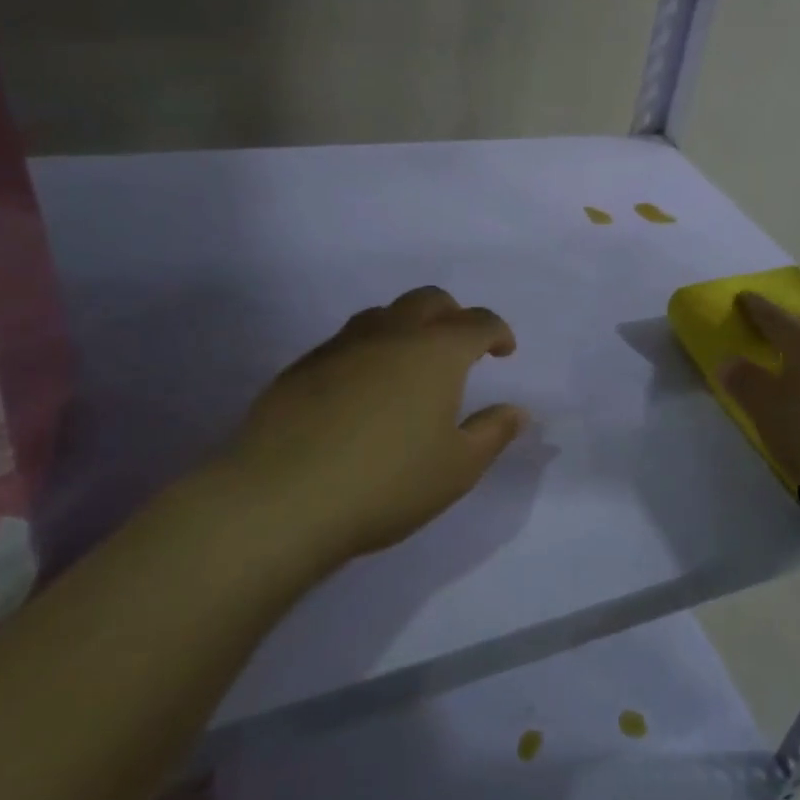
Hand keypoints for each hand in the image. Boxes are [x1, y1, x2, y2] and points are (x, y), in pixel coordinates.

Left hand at [207, 286, 526, 566]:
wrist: (283, 499)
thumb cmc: (387, 483)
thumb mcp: (457, 468)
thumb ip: (492, 433)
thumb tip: (517, 410)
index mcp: (436, 352)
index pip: (478, 322)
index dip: (498, 332)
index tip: (504, 351)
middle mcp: (391, 334)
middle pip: (429, 300)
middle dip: (453, 315)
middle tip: (460, 345)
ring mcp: (341, 346)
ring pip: (383, 314)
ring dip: (406, 326)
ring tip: (409, 362)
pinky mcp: (302, 367)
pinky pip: (345, 342)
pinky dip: (367, 350)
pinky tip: (361, 388)